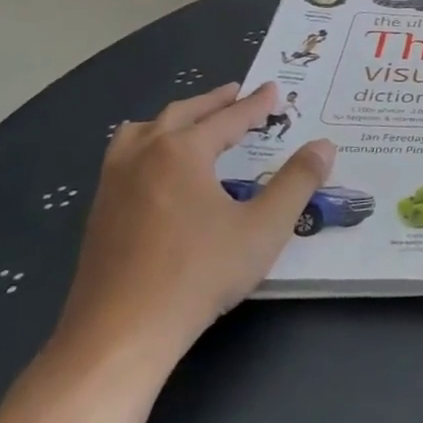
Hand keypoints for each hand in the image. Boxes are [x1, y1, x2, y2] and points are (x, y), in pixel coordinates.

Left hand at [53, 83, 333, 370]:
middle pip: (180, 115)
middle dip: (212, 102)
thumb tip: (324, 146)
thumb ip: (298, 182)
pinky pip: (124, 159)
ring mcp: (113, 185)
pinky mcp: (99, 215)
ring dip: (172, 120)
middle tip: (236, 94)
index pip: (227, 119)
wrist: (120, 332)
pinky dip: (148, 146)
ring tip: (190, 123)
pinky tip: (158, 172)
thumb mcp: (264, 227)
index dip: (255, 105)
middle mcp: (142, 157)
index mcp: (181, 152)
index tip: (274, 90)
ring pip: (140, 133)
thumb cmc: (199, 273)